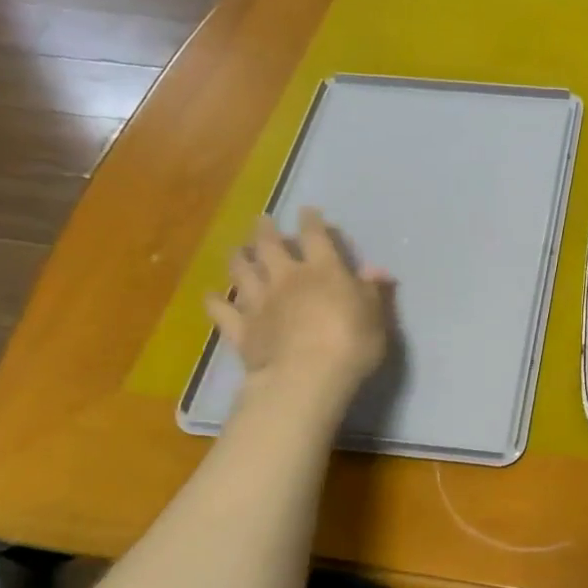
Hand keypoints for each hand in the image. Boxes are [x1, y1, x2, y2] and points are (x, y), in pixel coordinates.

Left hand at [205, 209, 392, 424]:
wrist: (307, 376)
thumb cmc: (352, 343)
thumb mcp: (375, 316)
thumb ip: (372, 291)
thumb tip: (377, 270)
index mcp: (323, 271)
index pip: (315, 237)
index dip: (311, 221)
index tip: (307, 212)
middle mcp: (287, 278)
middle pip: (270, 246)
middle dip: (266, 231)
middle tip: (262, 221)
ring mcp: (260, 302)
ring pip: (242, 272)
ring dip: (239, 258)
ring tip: (238, 250)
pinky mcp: (242, 329)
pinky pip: (222, 312)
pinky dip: (215, 302)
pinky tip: (210, 296)